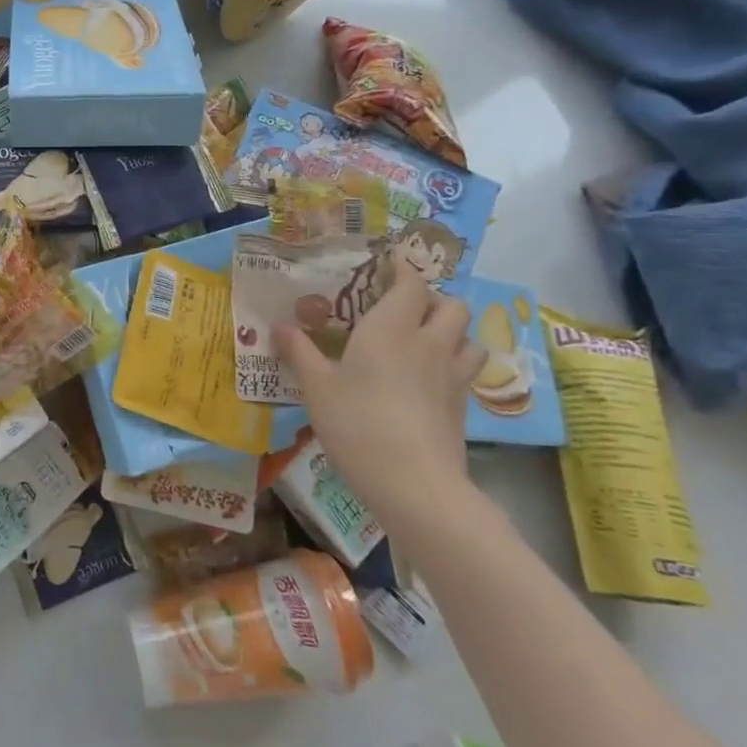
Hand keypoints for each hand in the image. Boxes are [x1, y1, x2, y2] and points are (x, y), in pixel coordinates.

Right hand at [272, 274, 483, 524]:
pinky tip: (430, 380)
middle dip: (433, 299)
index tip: (388, 263)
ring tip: (425, 341)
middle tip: (404, 308)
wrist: (414, 483)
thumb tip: (278, 326)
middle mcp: (428, 343)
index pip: (411, 283)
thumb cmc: (357, 423)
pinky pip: (466, 371)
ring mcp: (451, 375)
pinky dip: (454, 364)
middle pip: (451, 305)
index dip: (403, 269)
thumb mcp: (316, 387)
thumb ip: (299, 351)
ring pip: (468, 337)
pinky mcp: (462, 406)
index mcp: (391, 328)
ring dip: (452, 331)